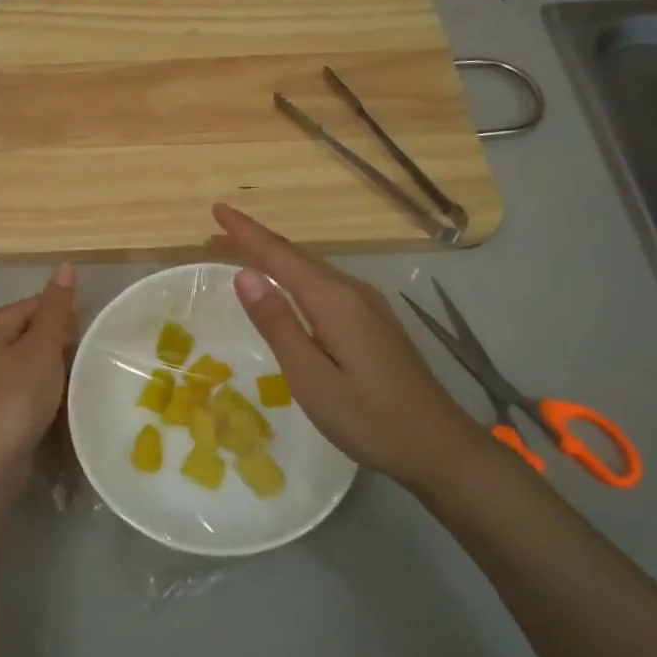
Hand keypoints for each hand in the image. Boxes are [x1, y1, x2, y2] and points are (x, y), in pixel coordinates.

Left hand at [0, 264, 76, 500]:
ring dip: (56, 370)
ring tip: (75, 385)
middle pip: (35, 331)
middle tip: (82, 365)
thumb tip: (66, 266)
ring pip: (33, 361)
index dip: (65, 319)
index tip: (87, 341)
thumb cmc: (16, 398)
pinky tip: (58, 405)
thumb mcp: (42, 347)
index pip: (38, 304)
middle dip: (61, 345)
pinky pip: (27, 386)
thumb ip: (56, 307)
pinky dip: (44, 392)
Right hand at [212, 203, 483, 487]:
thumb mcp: (311, 378)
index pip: (280, 255)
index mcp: (334, 300)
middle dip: (256, 240)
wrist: (439, 447)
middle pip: (297, 256)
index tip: (217, 209)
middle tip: (219, 231)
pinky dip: (296, 276)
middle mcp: (353, 292)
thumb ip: (278, 325)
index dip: (246, 231)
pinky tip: (288, 286)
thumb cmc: (369, 418)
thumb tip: (245, 275)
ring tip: (243, 251)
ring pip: (313, 269)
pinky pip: (325, 285)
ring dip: (276, 257)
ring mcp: (368, 305)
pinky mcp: (374, 321)